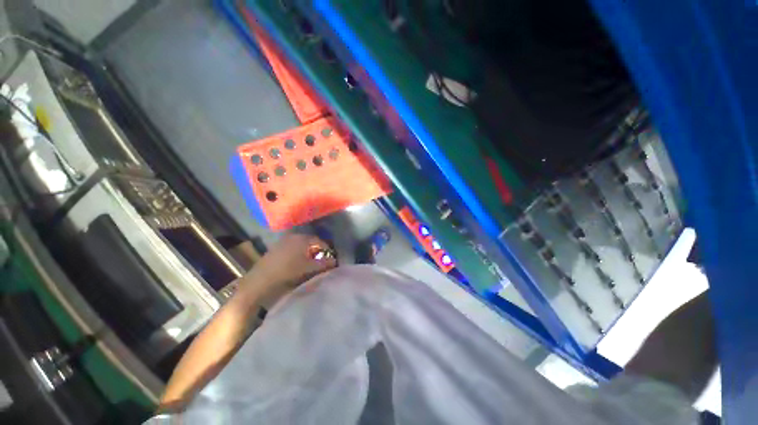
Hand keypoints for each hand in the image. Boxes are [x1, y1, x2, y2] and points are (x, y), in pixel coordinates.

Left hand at [236, 234, 336, 306]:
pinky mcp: (275, 250)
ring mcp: (282, 242)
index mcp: (302, 238)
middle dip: (318, 252)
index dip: (327, 250)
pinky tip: (297, 265)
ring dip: (308, 254)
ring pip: (301, 246)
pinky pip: (292, 249)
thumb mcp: (309, 269)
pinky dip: (298, 255)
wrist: (259, 283)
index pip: (320, 241)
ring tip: (311, 265)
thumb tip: (334, 261)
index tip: (331, 259)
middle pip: (310, 243)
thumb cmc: (288, 273)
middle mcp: (292, 236)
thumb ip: (324, 264)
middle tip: (322, 262)